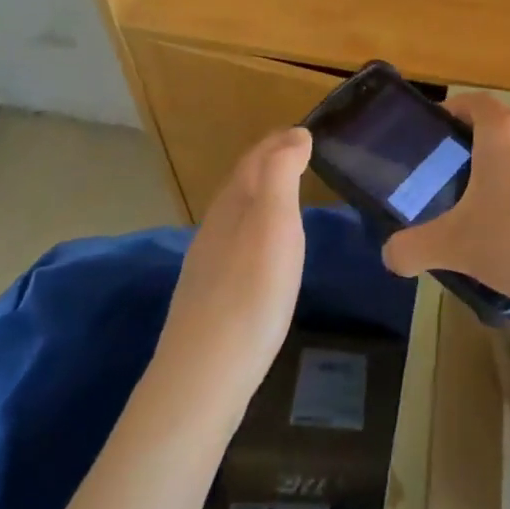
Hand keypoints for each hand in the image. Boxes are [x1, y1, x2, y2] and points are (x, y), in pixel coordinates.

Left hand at [153, 127, 310, 412]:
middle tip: (300, 156)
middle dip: (269, 164)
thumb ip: (282, 174)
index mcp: (233, 203)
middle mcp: (215, 226)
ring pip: (236, 214)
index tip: (305, 131)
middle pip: (242, 183)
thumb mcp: (275, 223)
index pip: (255, 158)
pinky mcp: (210, 296)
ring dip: (261, 196)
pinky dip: (255, 229)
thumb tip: (295, 134)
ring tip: (288, 197)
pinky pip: (236, 243)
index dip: (278, 142)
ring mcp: (208, 263)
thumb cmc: (250, 292)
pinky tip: (265, 252)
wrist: (204, 377)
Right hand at [382, 93, 509, 312]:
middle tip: (463, 187)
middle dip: (483, 152)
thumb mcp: (453, 247)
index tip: (440, 136)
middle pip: (503, 130)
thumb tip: (391, 256)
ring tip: (503, 215)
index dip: (454, 113)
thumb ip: (412, 248)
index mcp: (503, 132)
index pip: (474, 103)